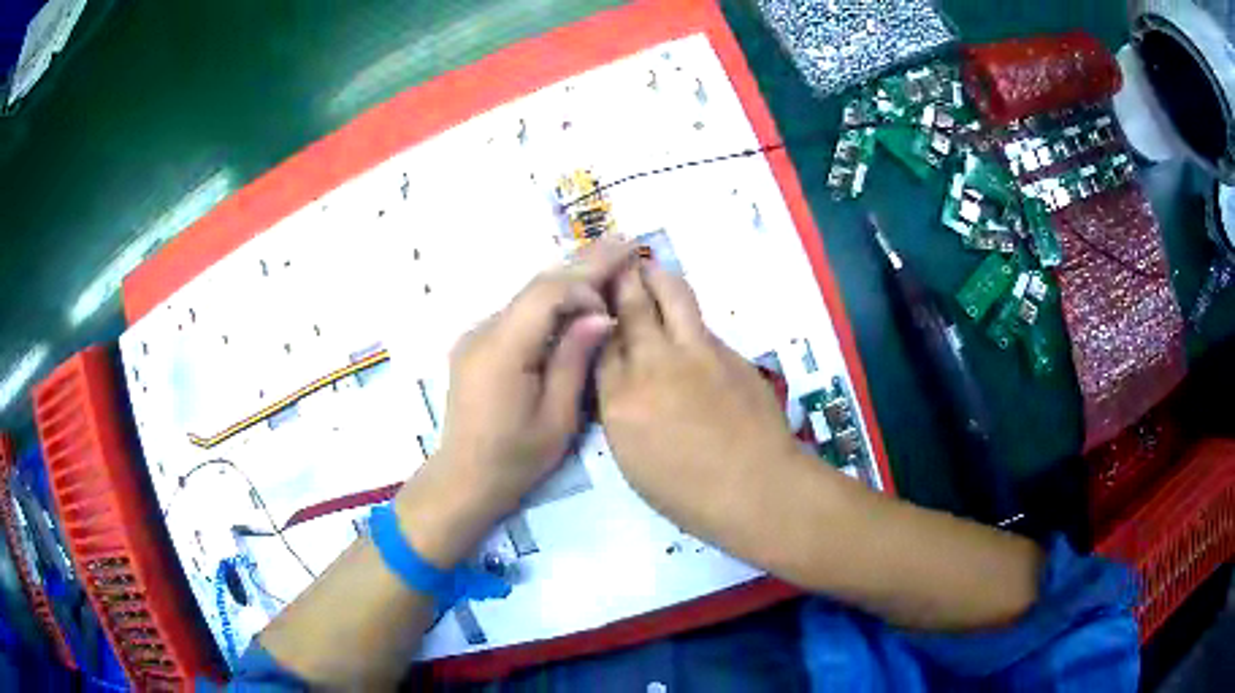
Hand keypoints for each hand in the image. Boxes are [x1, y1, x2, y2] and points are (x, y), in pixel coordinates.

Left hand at [410, 240, 633, 535]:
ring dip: (568, 279)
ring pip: (528, 296)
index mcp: (502, 351)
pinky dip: (550, 301)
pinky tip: (577, 297)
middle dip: (582, 263)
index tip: (620, 284)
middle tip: (624, 242)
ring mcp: (476, 335)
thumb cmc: (515, 458)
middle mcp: (483, 332)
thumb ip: (575, 361)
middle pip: (536, 286)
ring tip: (608, 259)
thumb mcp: (557, 418)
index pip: (546, 294)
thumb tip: (600, 315)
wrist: (464, 477)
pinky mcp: (477, 344)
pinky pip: (519, 313)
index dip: (586, 280)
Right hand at [598, 263, 813, 550]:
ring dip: (654, 276)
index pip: (600, 345)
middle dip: (620, 281)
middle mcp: (652, 364)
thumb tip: (620, 381)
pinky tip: (683, 315)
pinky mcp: (727, 351)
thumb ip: (620, 411)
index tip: (594, 306)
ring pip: (669, 296)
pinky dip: (685, 312)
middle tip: (615, 265)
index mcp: (620, 401)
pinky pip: (699, 321)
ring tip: (648, 267)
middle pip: (630, 308)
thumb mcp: (632, 459)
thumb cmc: (689, 493)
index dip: (596, 321)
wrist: (756, 487)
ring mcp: (694, 352)